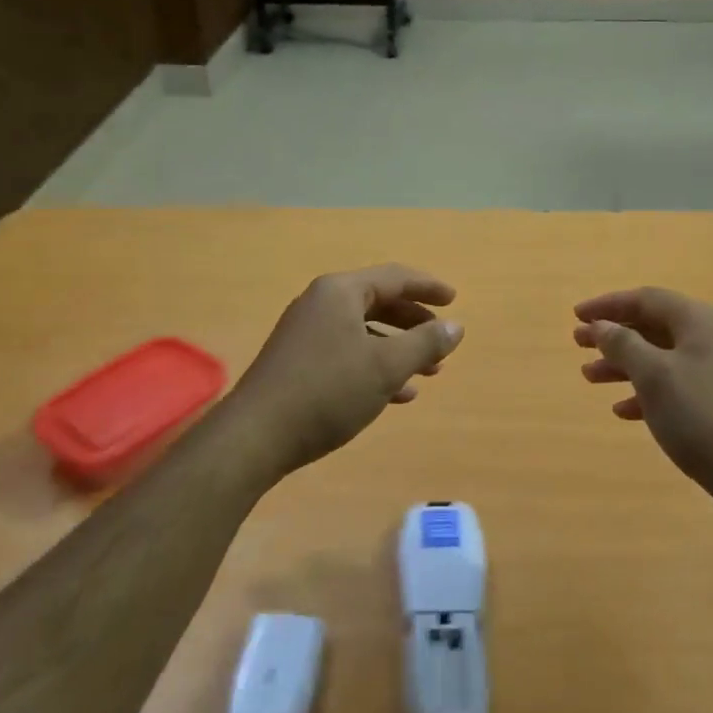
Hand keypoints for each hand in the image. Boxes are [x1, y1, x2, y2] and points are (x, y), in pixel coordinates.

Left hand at [225, 264, 464, 479]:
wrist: (257, 435)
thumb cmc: (328, 391)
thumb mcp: (386, 367)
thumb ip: (425, 343)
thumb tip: (455, 326)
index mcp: (340, 292)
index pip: (394, 277)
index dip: (428, 287)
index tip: (455, 300)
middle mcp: (320, 304)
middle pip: (378, 302)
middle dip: (414, 322)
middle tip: (441, 338)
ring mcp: (305, 333)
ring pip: (363, 332)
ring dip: (398, 349)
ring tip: (429, 372)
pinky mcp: (297, 362)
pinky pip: (346, 353)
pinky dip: (374, 366)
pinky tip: (398, 394)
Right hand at [574, 287, 712, 497]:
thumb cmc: (700, 414)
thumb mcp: (653, 374)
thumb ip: (623, 344)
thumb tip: (601, 325)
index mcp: (698, 321)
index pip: (645, 298)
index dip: (607, 305)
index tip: (575, 316)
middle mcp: (709, 338)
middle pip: (651, 326)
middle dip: (612, 334)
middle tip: (577, 344)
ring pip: (658, 357)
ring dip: (622, 365)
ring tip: (589, 377)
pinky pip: (671, 386)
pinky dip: (643, 392)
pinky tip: (622, 411)